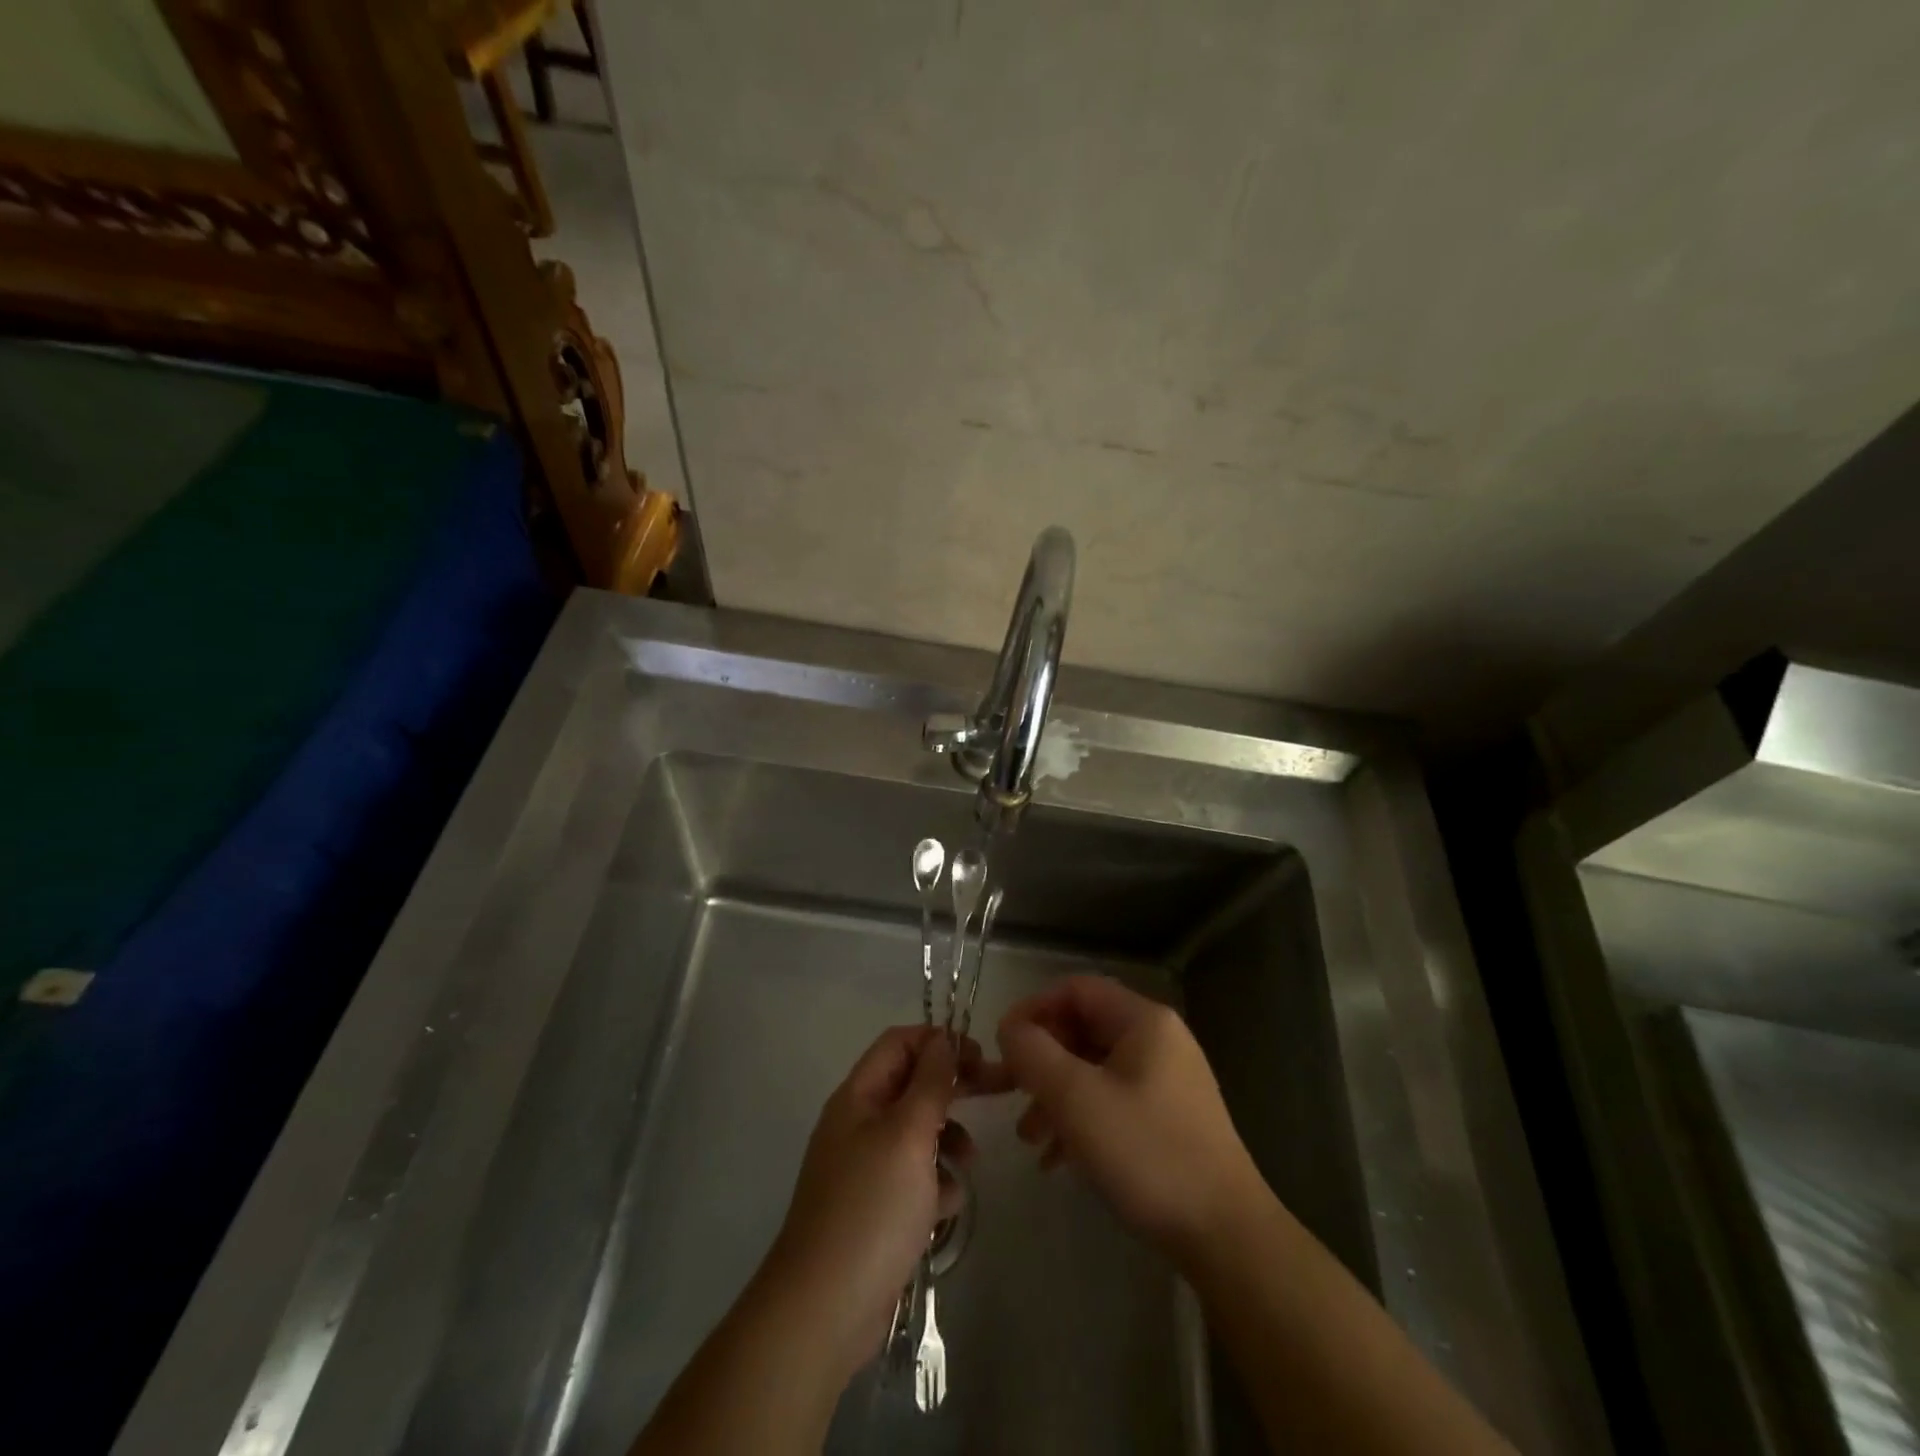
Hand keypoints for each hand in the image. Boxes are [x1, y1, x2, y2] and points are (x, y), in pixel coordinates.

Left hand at [760, 1026, 1000, 1380]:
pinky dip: (934, 1184)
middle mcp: (858, 1124)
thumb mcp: (908, 1135)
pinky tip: (945, 1208)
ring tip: (968, 1164)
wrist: (824, 1310)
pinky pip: (913, 1178)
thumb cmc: (871, 1208)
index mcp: (858, 1096)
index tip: (979, 1056)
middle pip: (911, 1086)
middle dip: (953, 1088)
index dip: (938, 1041)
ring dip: (947, 1140)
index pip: (899, 1043)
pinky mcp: (875, 1209)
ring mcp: (865, 1168)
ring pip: (917, 1133)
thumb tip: (942, 1040)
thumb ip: (930, 1083)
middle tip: (997, 1092)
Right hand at [997, 975, 1261, 1263]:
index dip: (1033, 1009)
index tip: (1001, 1044)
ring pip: (1094, 1069)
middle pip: (1084, 1029)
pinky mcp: (1169, 1118)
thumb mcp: (1076, 1099)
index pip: (1076, 989)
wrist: (1226, 1236)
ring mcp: (1167, 1080)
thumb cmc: (1147, 1153)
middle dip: (1041, 1060)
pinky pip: (1113, 1100)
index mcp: (1143, 1021)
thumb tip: (1011, 1030)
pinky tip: (1057, 1159)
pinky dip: (1080, 1119)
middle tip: (1006, 1093)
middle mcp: (1158, 1040)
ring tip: (1028, 1137)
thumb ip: (1034, 1054)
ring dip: (1055, 1095)